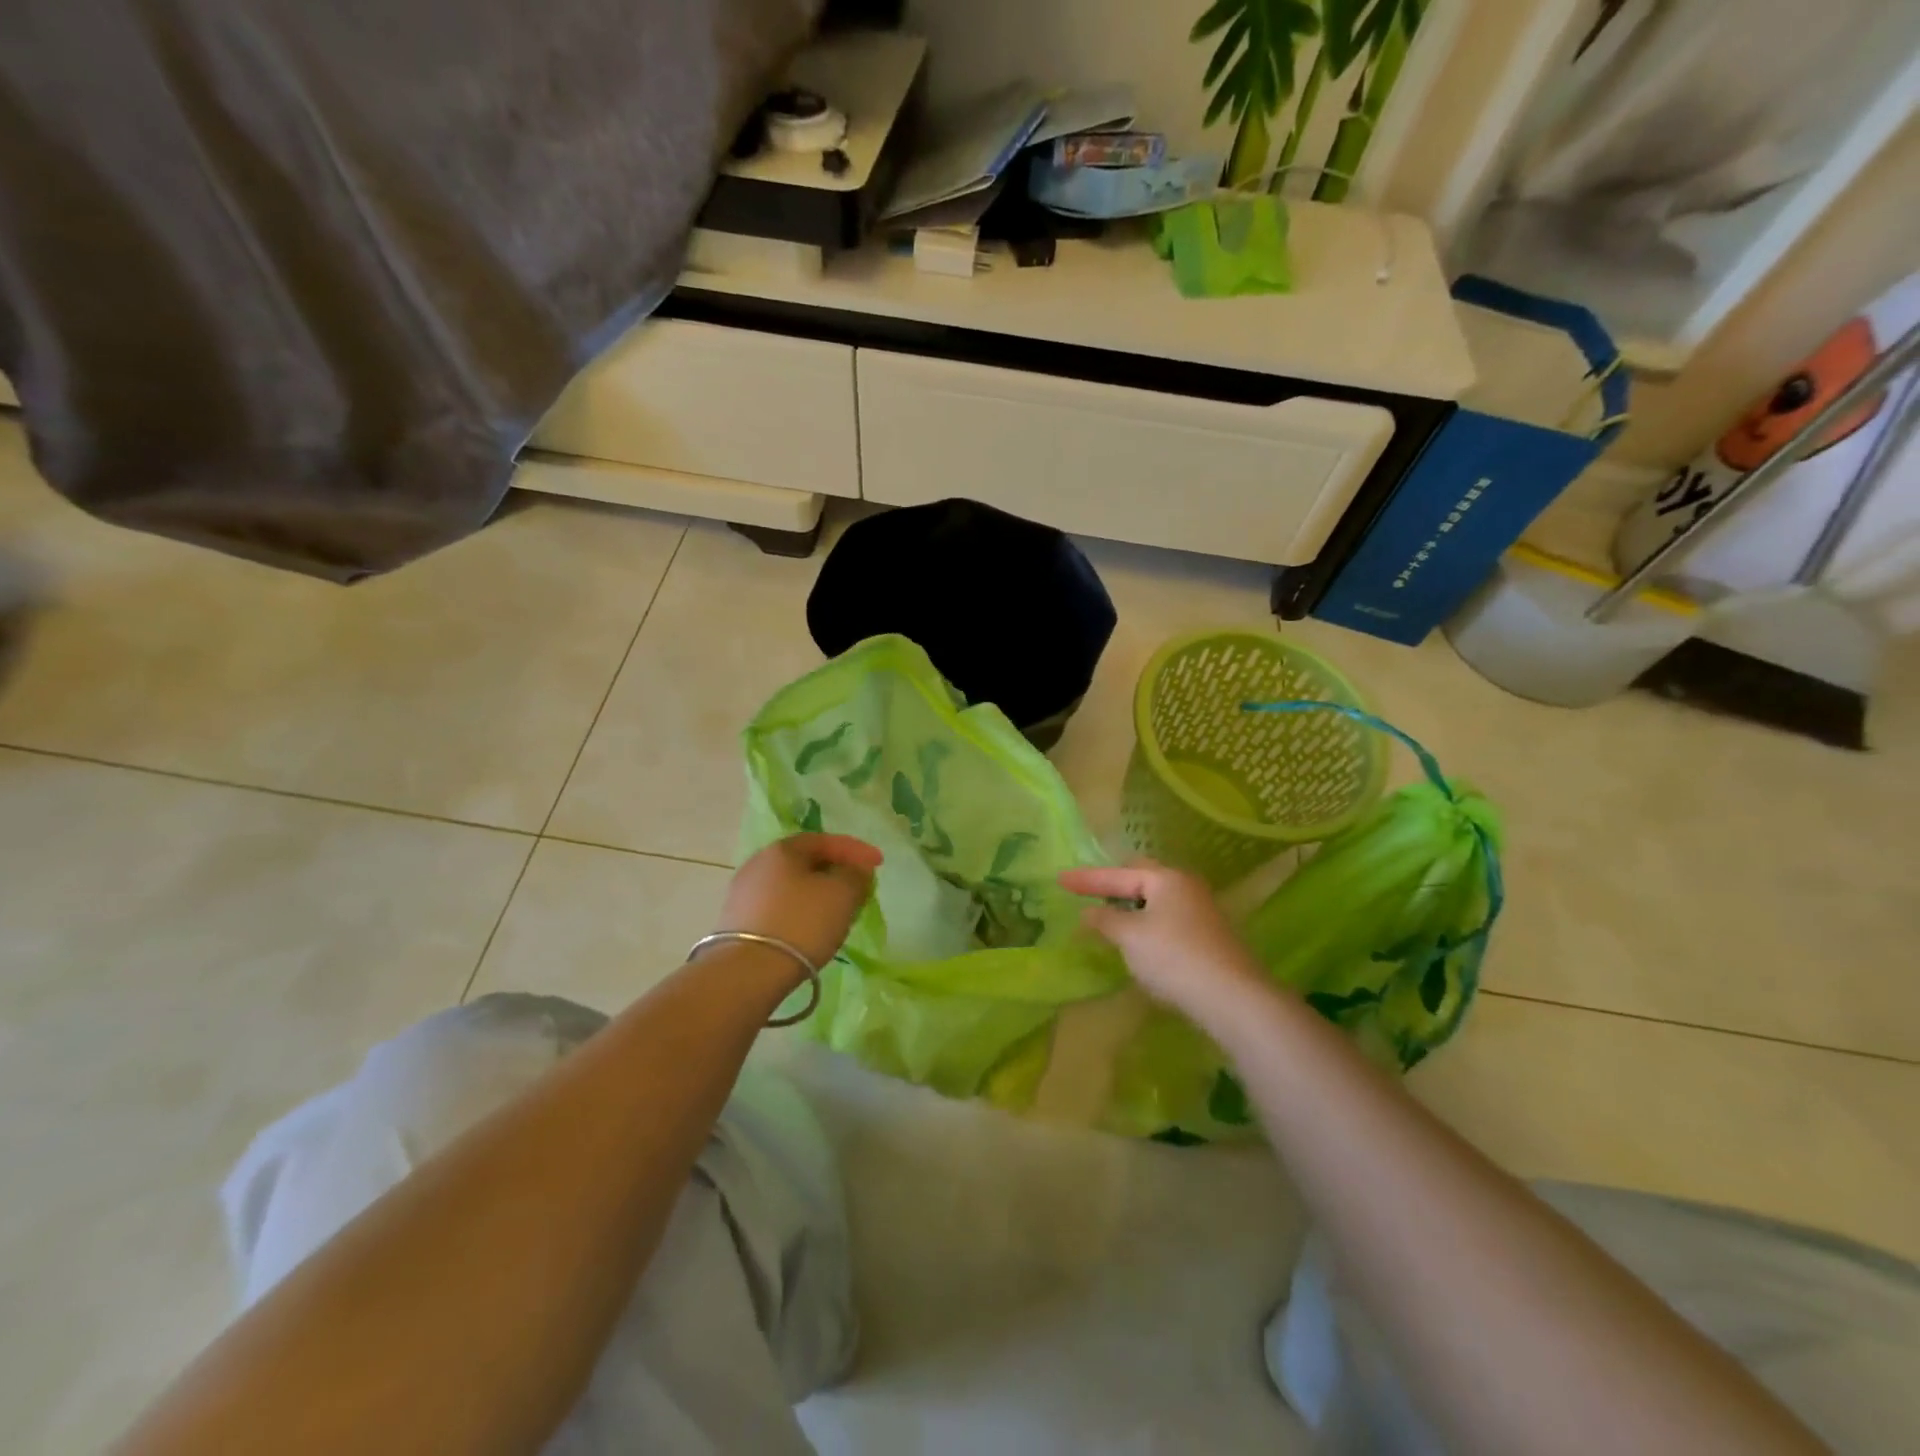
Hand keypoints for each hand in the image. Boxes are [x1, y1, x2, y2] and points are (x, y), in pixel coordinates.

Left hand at [716, 833, 881, 971]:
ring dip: (818, 894)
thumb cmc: (801, 923)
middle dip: (836, 871)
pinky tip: (812, 929)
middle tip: (859, 886)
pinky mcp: (737, 923)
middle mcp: (758, 864)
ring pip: (792, 886)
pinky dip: (801, 912)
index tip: (879, 863)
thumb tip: (855, 870)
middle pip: (806, 862)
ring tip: (839, 911)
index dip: (855, 850)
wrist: (747, 973)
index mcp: (782, 850)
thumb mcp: (842, 894)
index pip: (825, 840)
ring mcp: (743, 894)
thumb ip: (855, 875)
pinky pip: (779, 908)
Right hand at [1058, 859, 1272, 1026]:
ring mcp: (1201, 911)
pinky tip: (1138, 941)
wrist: (1232, 997)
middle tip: (1088, 892)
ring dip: (1130, 907)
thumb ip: (1105, 920)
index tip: (1060, 878)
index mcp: (1166, 878)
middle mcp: (1186, 886)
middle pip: (1141, 878)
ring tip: (1108, 918)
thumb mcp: (1130, 937)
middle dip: (1113, 885)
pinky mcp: (1208, 936)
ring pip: (1155, 900)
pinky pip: (1167, 919)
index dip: (1087, 878)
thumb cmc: (1174, 957)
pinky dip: (1146, 923)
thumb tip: (1088, 913)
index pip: (1118, 873)